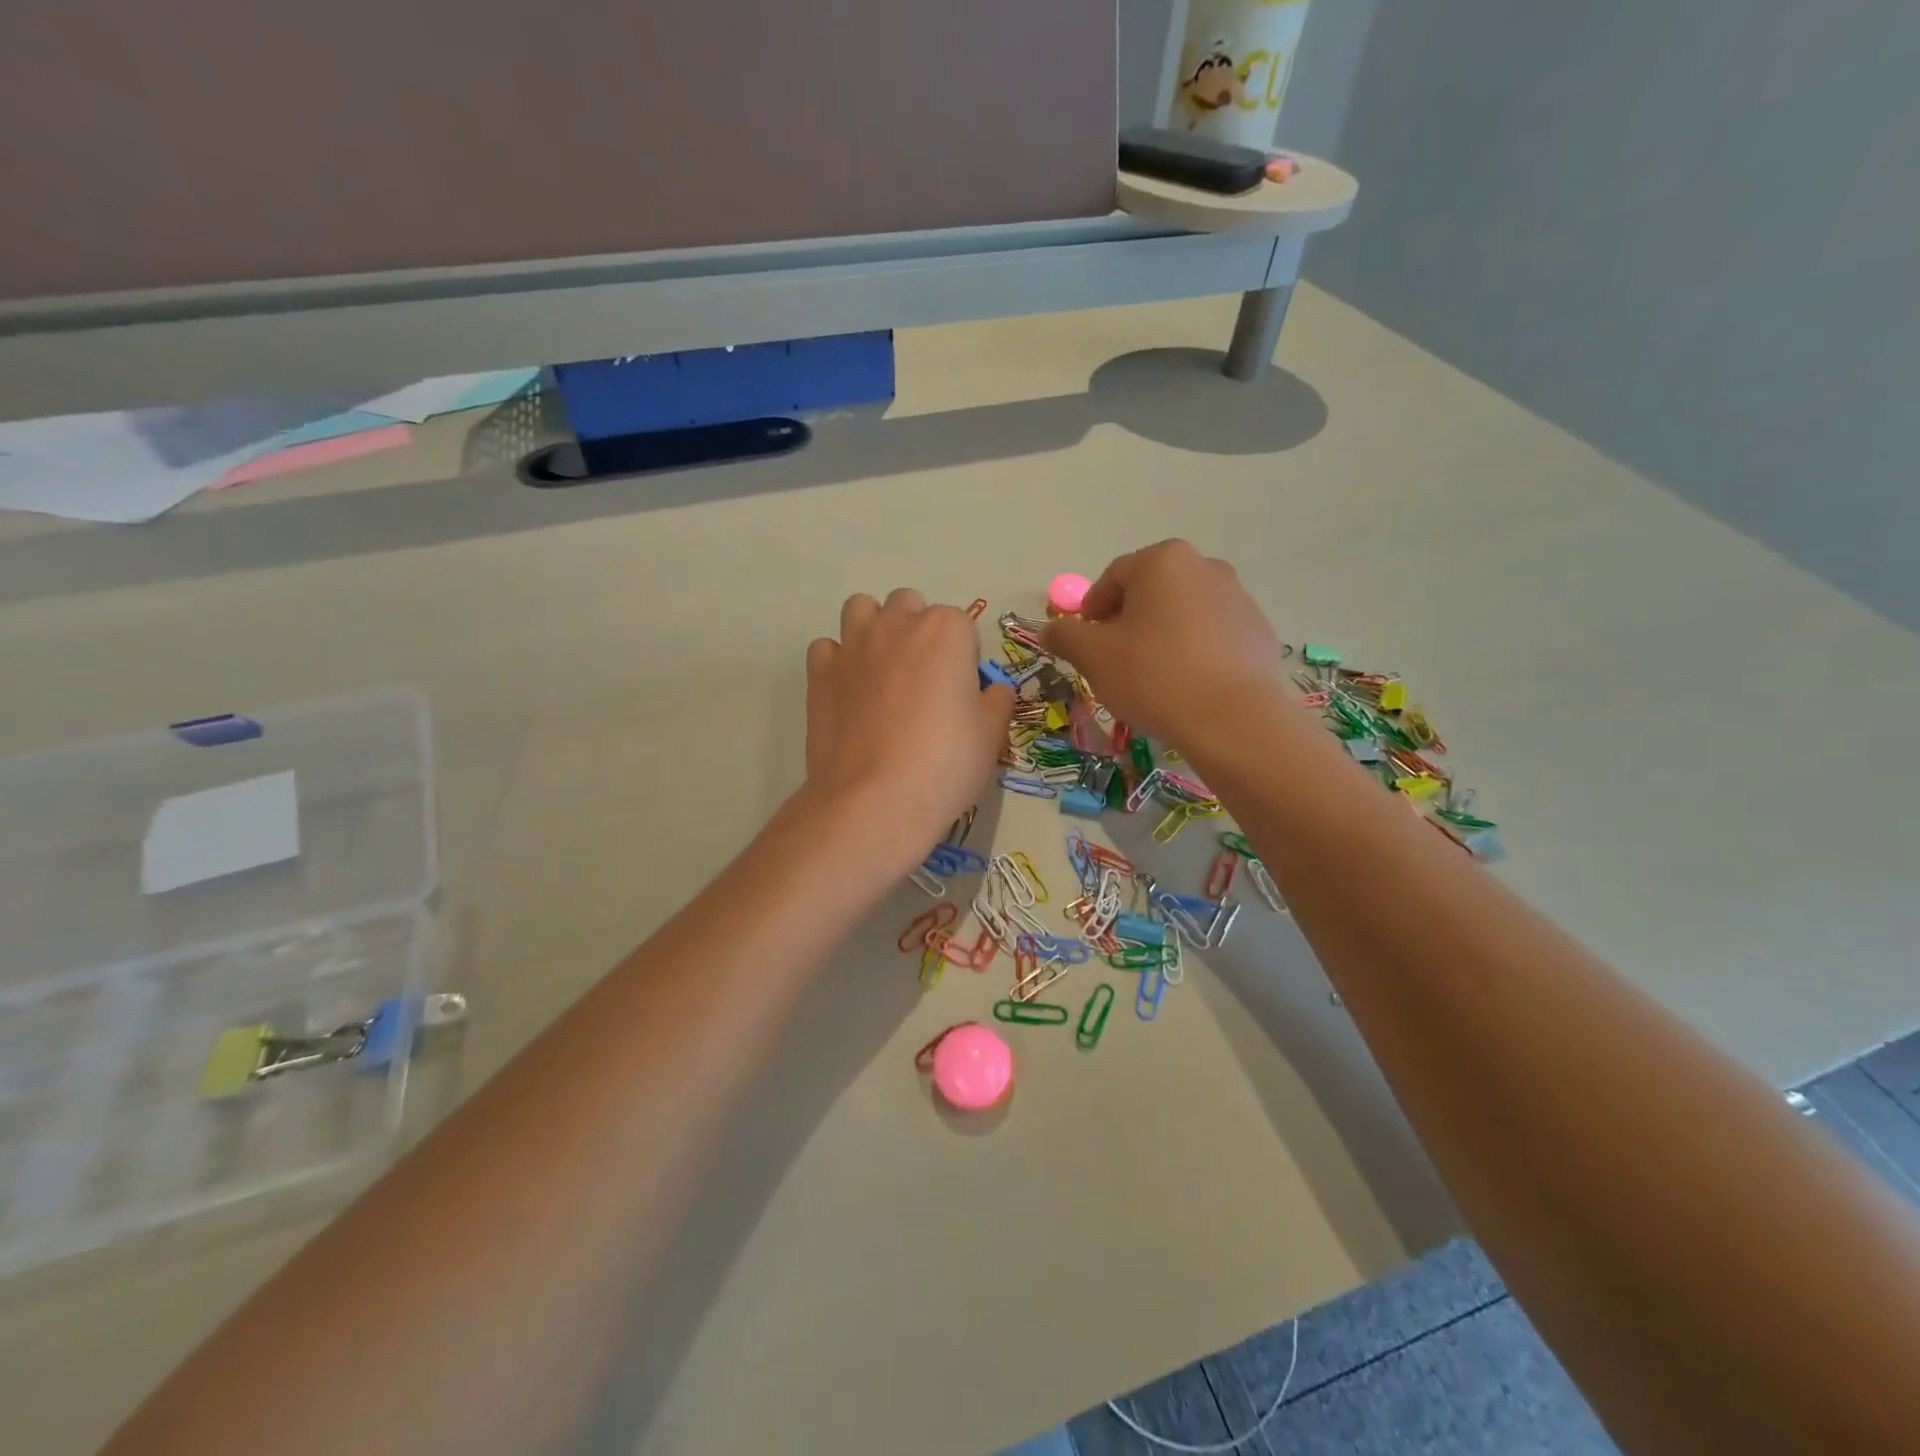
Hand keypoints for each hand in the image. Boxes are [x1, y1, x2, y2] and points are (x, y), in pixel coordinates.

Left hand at [804, 589, 1012, 874]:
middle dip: (918, 630)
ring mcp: (853, 646)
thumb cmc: (944, 764)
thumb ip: (996, 701)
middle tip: (923, 679)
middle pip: (909, 606)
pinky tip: (849, 691)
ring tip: (883, 671)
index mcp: (946, 631)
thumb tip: (993, 690)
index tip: (962, 691)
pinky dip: (838, 661)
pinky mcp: (820, 673)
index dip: (964, 657)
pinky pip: (827, 648)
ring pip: (861, 609)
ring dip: (874, 628)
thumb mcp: (991, 735)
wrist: (874, 801)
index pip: (962, 624)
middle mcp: (897, 625)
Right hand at [1042, 540, 1287, 747]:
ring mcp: (1238, 598)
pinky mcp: (1259, 631)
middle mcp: (1205, 567)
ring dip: (1160, 636)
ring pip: (1183, 613)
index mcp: (1163, 561)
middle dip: (1127, 622)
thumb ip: (1066, 635)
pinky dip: (1193, 652)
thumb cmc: (1154, 676)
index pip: (1113, 577)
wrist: (1233, 720)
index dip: (1091, 609)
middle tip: (1114, 660)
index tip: (1085, 642)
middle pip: (1151, 592)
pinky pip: (1212, 635)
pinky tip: (1186, 686)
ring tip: (1151, 677)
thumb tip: (1050, 629)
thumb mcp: (1094, 656)